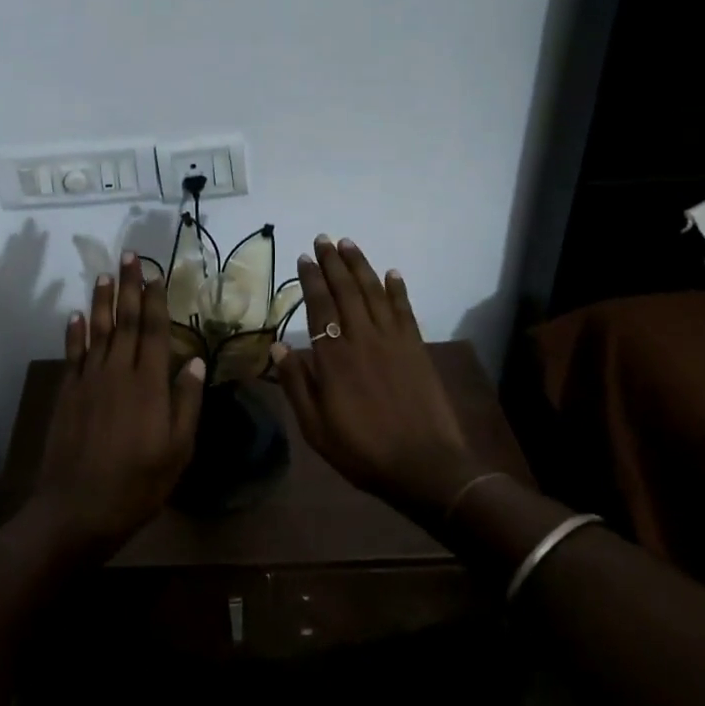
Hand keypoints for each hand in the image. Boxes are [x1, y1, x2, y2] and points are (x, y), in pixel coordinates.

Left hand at [31, 252, 204, 558]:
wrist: (78, 508)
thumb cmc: (138, 483)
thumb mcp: (178, 449)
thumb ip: (186, 401)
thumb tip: (194, 360)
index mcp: (149, 383)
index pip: (153, 330)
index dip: (154, 299)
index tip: (155, 273)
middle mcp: (117, 372)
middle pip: (124, 321)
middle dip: (128, 287)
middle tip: (129, 256)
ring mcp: (88, 380)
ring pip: (97, 330)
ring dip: (101, 301)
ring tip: (105, 275)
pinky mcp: (67, 393)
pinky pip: (72, 354)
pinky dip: (74, 332)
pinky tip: (76, 315)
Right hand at [270, 236, 491, 525]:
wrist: (425, 466)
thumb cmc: (363, 450)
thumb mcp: (316, 427)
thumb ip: (297, 385)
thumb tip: (278, 347)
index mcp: (334, 357)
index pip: (320, 306)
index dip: (311, 279)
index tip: (304, 258)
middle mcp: (363, 338)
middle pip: (346, 290)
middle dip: (333, 262)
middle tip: (323, 239)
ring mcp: (393, 340)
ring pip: (374, 292)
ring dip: (361, 266)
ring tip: (349, 244)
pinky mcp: (416, 347)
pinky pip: (405, 309)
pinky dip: (397, 289)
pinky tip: (391, 273)